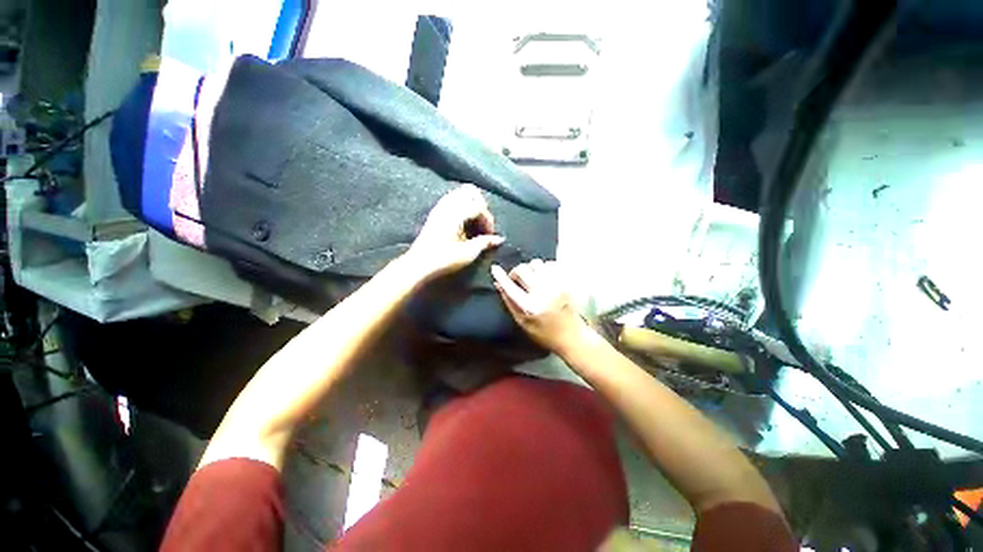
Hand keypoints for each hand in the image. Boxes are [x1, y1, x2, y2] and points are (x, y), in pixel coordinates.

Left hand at [405, 185, 503, 280]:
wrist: (419, 265)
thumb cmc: (444, 259)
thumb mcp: (468, 253)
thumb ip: (485, 242)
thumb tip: (499, 239)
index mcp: (456, 213)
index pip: (479, 207)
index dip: (488, 220)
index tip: (490, 235)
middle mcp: (447, 205)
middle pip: (470, 191)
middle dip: (481, 205)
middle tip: (483, 223)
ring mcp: (439, 207)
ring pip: (460, 193)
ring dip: (471, 204)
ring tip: (475, 223)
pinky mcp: (435, 213)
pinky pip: (452, 200)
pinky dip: (462, 206)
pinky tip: (464, 223)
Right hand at [491, 260, 587, 353]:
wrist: (572, 336)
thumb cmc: (544, 333)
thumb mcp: (522, 322)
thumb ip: (509, 302)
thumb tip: (498, 283)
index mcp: (530, 307)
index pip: (511, 287)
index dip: (501, 276)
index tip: (494, 268)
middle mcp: (543, 293)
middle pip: (523, 270)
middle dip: (516, 272)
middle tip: (517, 279)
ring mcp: (557, 286)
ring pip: (537, 263)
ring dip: (531, 269)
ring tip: (532, 278)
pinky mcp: (566, 282)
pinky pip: (552, 264)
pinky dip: (545, 267)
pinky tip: (545, 276)